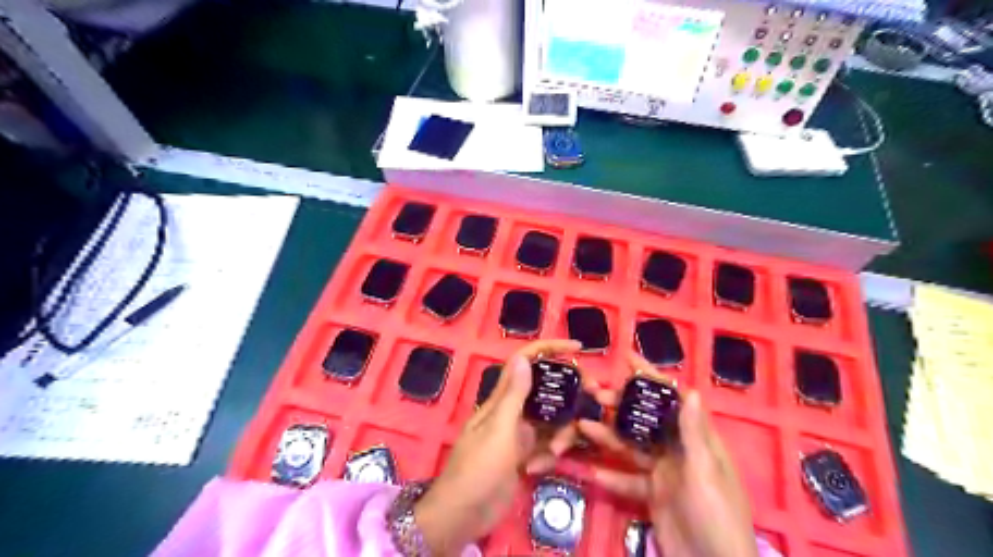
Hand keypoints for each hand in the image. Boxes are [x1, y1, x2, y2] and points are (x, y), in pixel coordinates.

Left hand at [413, 337, 583, 553]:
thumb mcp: (499, 431)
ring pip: (552, 421)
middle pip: (547, 392)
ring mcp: (520, 434)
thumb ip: (514, 396)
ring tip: (554, 453)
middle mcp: (513, 411)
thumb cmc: (478, 468)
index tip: (576, 347)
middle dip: (568, 397)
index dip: (549, 349)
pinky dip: (547, 456)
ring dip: (559, 435)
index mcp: (503, 399)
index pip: (525, 361)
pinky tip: (535, 470)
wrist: (463, 514)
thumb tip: (524, 359)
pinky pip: (547, 447)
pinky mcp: (525, 455)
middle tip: (591, 400)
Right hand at [579, 354, 757, 556]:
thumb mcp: (704, 473)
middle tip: (594, 394)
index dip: (651, 377)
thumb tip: (689, 390)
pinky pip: (627, 479)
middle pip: (646, 419)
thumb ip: (693, 434)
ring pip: (632, 446)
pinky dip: (610, 475)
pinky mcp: (653, 494)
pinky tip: (590, 471)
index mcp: (697, 440)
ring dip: (608, 437)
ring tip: (582, 427)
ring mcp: (665, 472)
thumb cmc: (715, 517)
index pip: (672, 399)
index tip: (627, 358)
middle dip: (621, 406)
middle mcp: (679, 450)